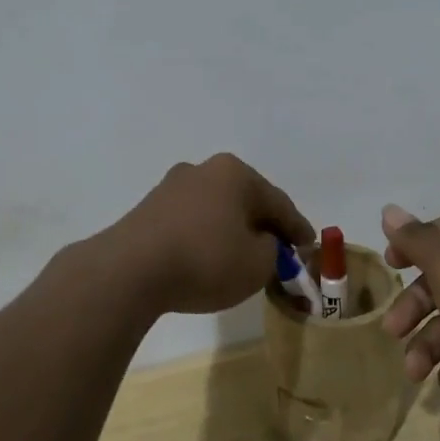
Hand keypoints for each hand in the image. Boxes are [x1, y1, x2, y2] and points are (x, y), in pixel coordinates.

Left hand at [98, 154, 313, 318]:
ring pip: (216, 210)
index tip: (309, 246)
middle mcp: (203, 170)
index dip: (297, 228)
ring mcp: (171, 187)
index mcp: (235, 173)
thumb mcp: (258, 263)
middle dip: (263, 225)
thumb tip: (262, 244)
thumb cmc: (206, 260)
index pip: (278, 202)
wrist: (130, 270)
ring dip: (231, 231)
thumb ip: (272, 252)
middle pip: (245, 200)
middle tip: (279, 251)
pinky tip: (207, 258)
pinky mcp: (148, 210)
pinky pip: (191, 222)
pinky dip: (205, 237)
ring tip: (242, 258)